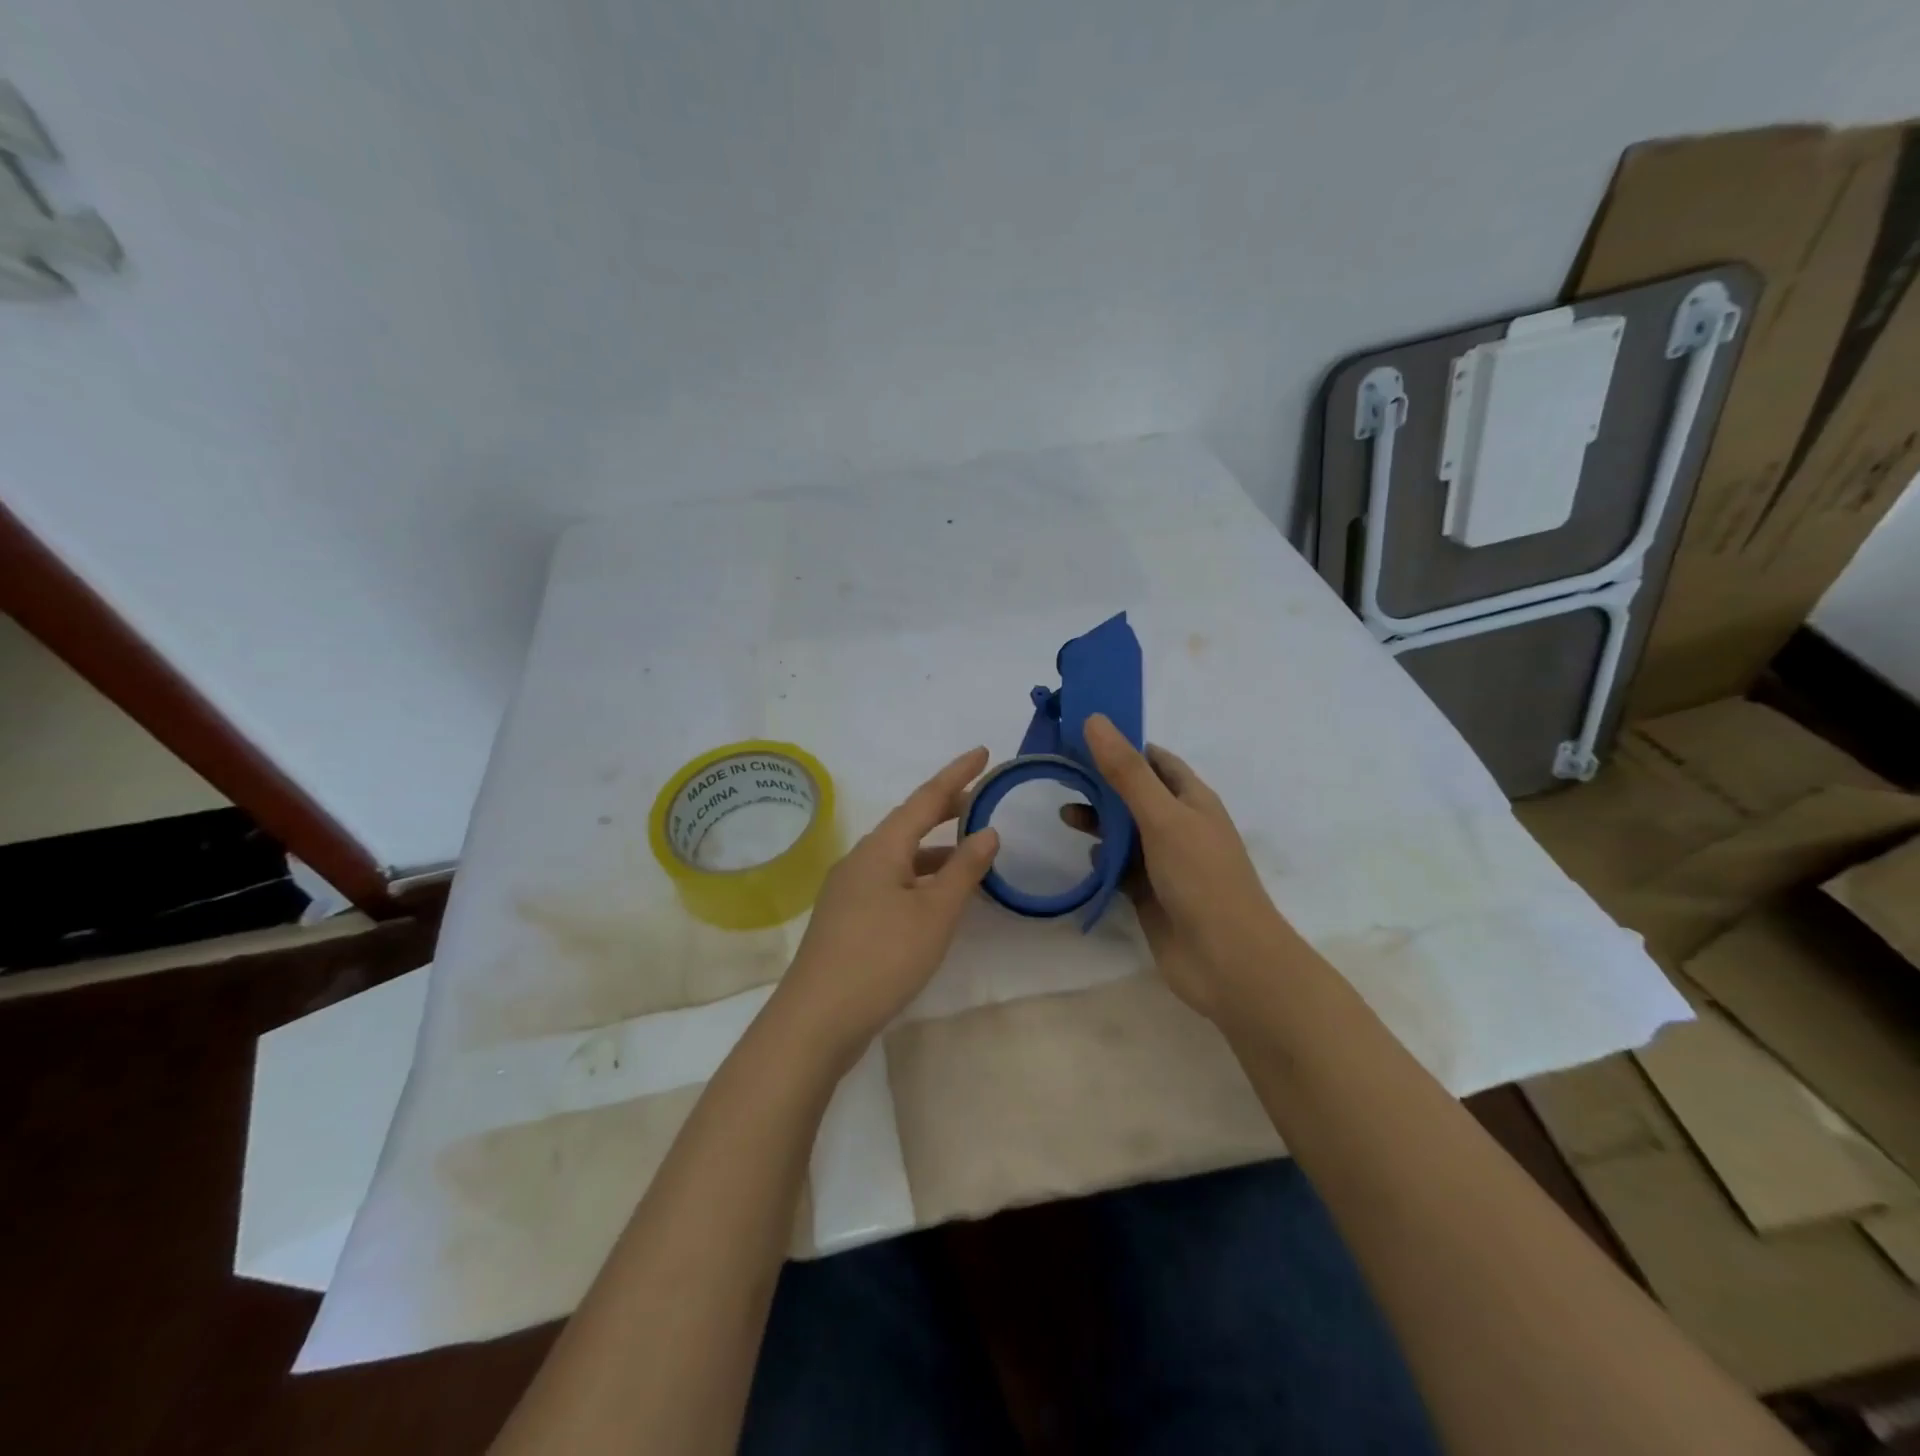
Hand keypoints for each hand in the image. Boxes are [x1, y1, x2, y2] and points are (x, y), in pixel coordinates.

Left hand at [774, 747, 999, 1060]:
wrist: (816, 1018)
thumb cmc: (882, 958)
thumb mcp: (934, 914)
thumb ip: (963, 870)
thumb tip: (988, 831)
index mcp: (881, 848)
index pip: (925, 798)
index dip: (957, 774)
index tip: (983, 752)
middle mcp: (861, 859)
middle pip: (908, 823)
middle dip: (945, 809)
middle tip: (981, 800)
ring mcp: (848, 889)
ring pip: (899, 855)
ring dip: (934, 849)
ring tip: (969, 853)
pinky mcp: (846, 918)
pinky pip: (890, 881)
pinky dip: (919, 877)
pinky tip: (935, 899)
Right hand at [1065, 716, 1299, 1018]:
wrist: (1228, 961)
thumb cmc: (1202, 879)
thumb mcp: (1162, 817)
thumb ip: (1127, 772)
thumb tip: (1096, 720)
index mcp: (1192, 799)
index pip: (1155, 760)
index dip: (1122, 744)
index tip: (1080, 735)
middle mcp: (1179, 825)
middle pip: (1135, 793)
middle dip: (1102, 782)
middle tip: (1061, 773)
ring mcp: (1166, 862)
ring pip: (1125, 831)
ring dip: (1099, 820)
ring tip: (1064, 815)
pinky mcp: (1151, 893)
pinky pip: (1122, 867)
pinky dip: (1104, 859)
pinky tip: (1087, 857)